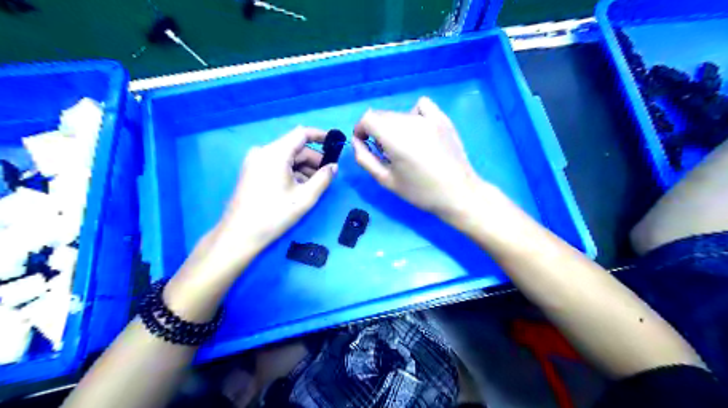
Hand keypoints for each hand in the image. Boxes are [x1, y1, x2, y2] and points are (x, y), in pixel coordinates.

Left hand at [209, 126, 336, 268]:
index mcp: (275, 153)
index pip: (301, 133)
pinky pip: (276, 164)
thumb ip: (323, 178)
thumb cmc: (274, 215)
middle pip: (294, 147)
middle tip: (328, 174)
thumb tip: (334, 166)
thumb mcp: (305, 197)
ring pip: (286, 157)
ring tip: (315, 184)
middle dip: (313, 159)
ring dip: (303, 167)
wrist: (240, 234)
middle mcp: (263, 151)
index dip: (320, 136)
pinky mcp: (251, 171)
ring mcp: (255, 161)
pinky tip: (299, 187)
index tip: (335, 143)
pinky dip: (290, 172)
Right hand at [353, 95, 482, 218]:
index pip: (368, 118)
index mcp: (395, 137)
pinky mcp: (442, 118)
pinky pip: (421, 106)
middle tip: (386, 152)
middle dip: (377, 130)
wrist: (458, 192)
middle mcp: (410, 121)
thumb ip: (365, 158)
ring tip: (406, 146)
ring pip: (399, 113)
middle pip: (382, 115)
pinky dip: (413, 114)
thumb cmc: (420, 191)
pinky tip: (419, 130)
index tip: (365, 144)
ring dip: (394, 126)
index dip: (361, 130)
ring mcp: (429, 117)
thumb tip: (356, 141)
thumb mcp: (386, 180)